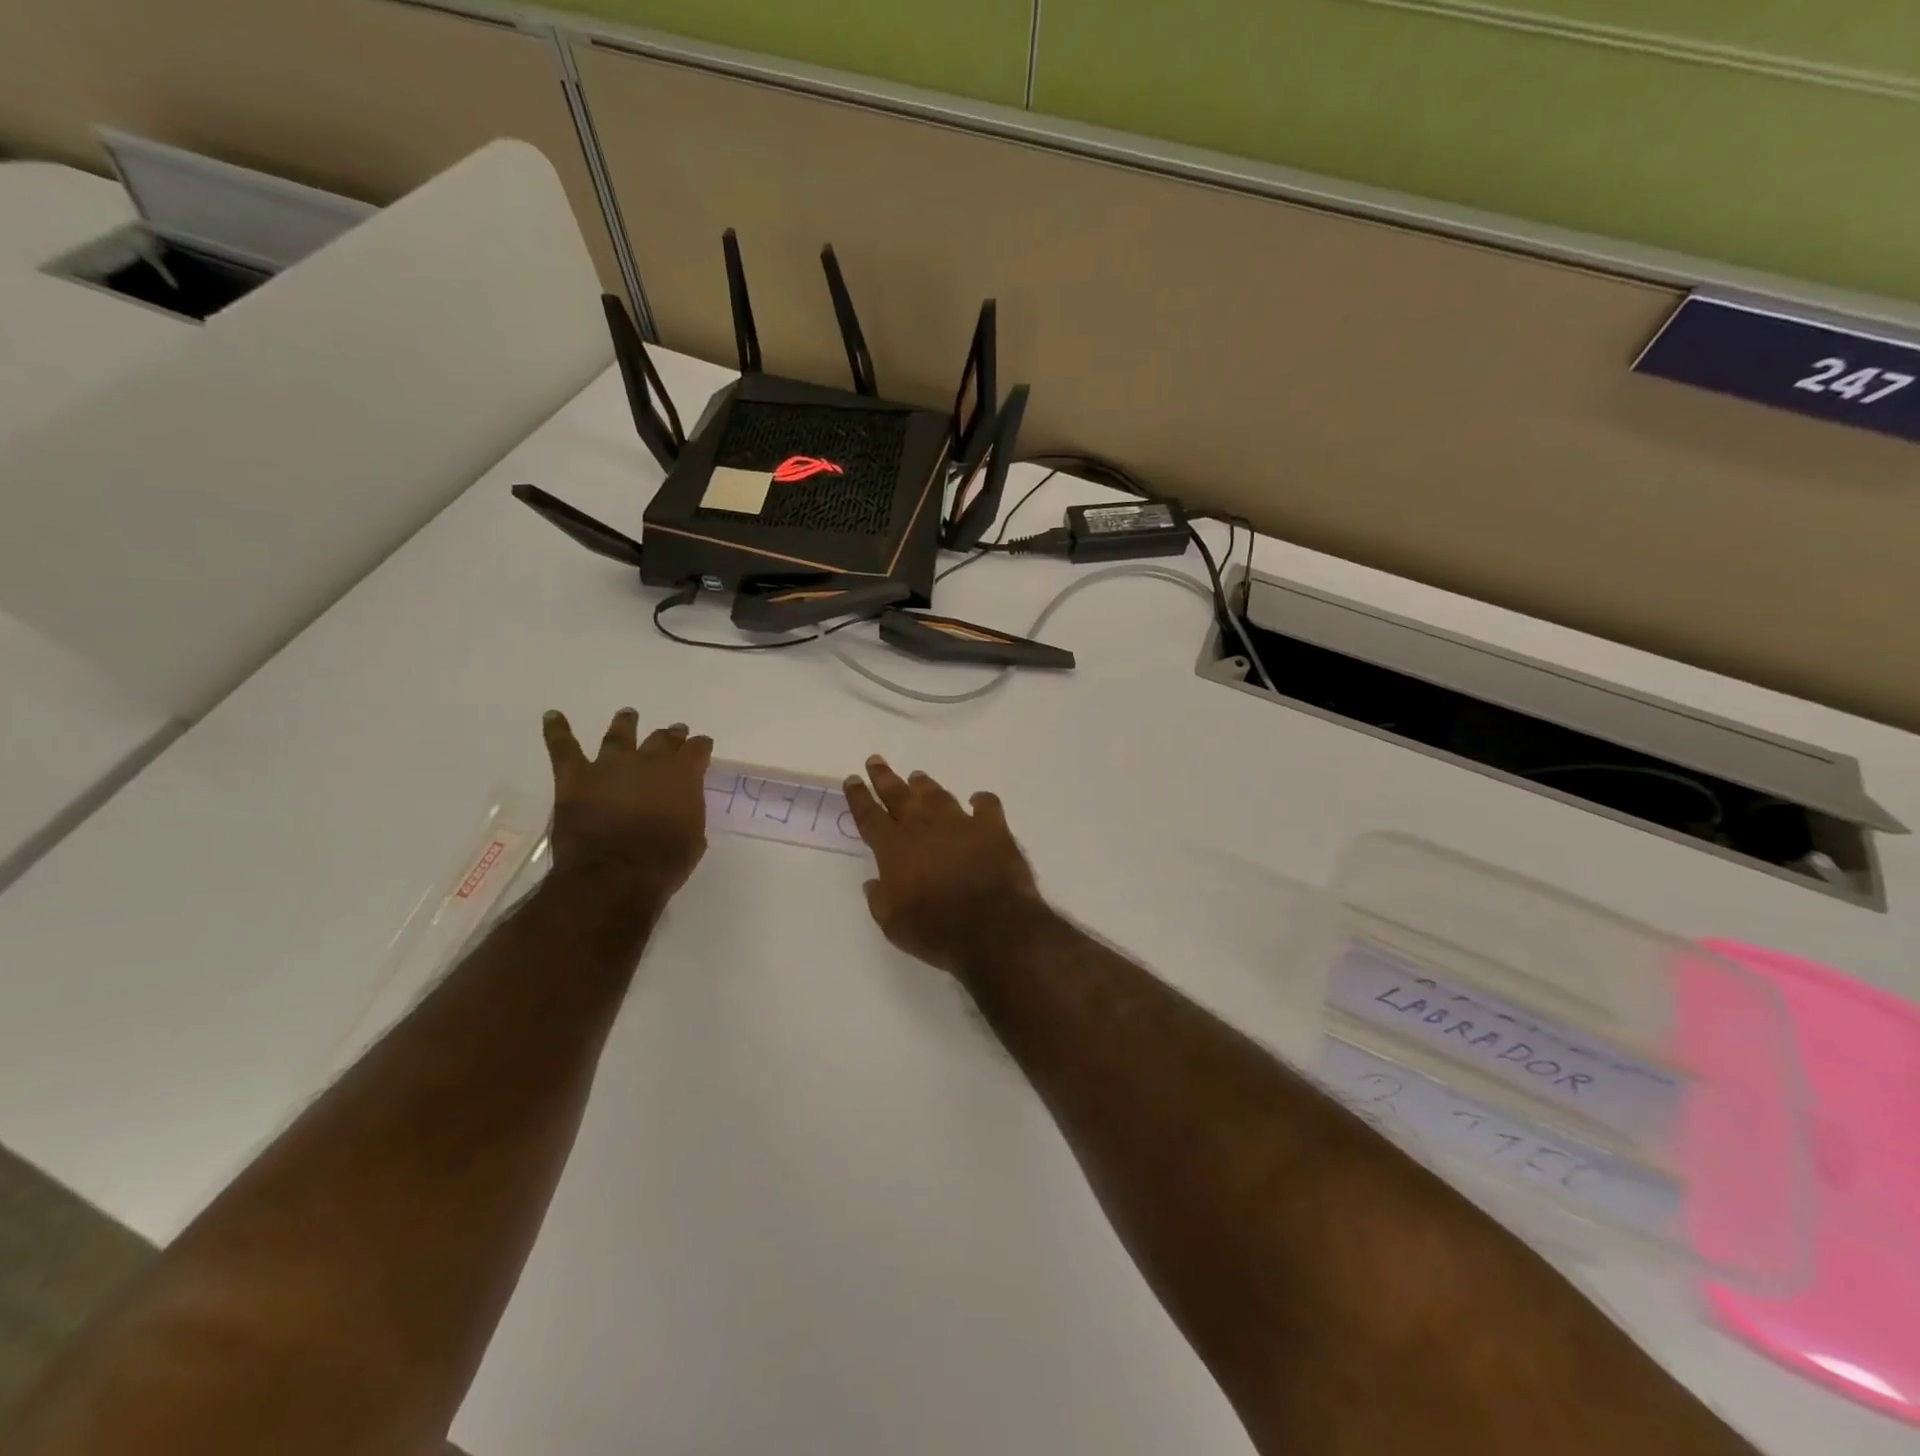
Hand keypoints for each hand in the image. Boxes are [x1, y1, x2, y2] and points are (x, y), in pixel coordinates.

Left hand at [542, 709, 712, 898]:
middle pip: (662, 739)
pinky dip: (557, 730)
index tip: (702, 745)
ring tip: (628, 714)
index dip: (700, 746)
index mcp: (683, 775)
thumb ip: (688, 812)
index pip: (697, 750)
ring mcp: (609, 766)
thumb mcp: (693, 837)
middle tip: (674, 732)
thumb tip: (681, 805)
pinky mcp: (575, 778)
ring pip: (619, 735)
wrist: (614, 875)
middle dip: (671, 735)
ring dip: (625, 724)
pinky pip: (563, 748)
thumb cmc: (663, 862)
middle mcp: (648, 761)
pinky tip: (552, 716)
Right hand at [843, 756, 1048, 973]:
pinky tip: (978, 801)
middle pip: (899, 794)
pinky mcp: (993, 828)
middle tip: (876, 761)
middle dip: (885, 777)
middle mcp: (924, 826)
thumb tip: (874, 883)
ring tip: (917, 777)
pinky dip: (981, 802)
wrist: (992, 927)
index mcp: (894, 847)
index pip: (869, 815)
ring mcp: (960, 823)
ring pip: (937, 795)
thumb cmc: (935, 929)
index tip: (852, 779)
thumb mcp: (893, 924)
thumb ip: (880, 899)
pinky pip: (986, 805)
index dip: (858, 797)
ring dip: (925, 786)